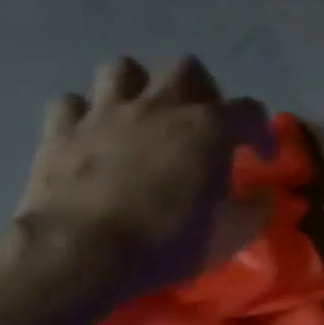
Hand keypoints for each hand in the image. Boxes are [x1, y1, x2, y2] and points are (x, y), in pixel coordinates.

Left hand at [15, 56, 271, 307]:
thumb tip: (262, 195)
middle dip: (201, 91)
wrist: (81, 256)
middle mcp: (160, 106)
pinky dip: (85, 115)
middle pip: (186, 68)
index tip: (261, 158)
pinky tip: (93, 135)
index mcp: (209, 127)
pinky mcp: (61, 132)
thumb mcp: (231, 233)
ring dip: (137, 88)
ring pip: (122, 69)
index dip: (261, 133)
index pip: (250, 111)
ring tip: (145, 117)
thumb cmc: (167, 242)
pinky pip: (71, 104)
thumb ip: (254, 208)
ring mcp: (105, 114)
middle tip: (202, 124)